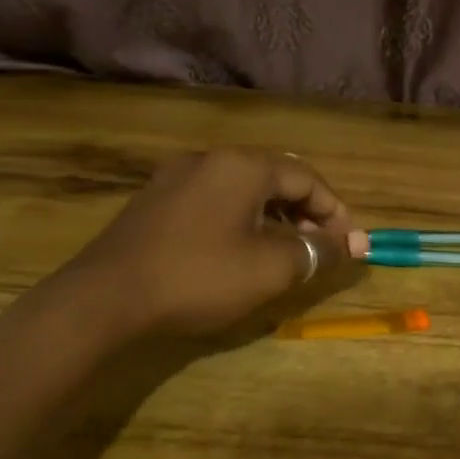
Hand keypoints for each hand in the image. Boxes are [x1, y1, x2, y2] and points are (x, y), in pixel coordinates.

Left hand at [57, 148, 356, 338]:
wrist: (105, 299)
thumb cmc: (199, 277)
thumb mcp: (271, 269)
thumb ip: (318, 251)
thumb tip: (354, 244)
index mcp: (242, 166)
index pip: (307, 178)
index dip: (336, 212)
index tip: (350, 246)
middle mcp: (209, 159)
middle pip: (275, 177)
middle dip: (307, 213)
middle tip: (321, 248)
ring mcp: (176, 177)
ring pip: (243, 190)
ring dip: (275, 217)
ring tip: (287, 253)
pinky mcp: (155, 201)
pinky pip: (215, 201)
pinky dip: (242, 220)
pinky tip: (242, 251)